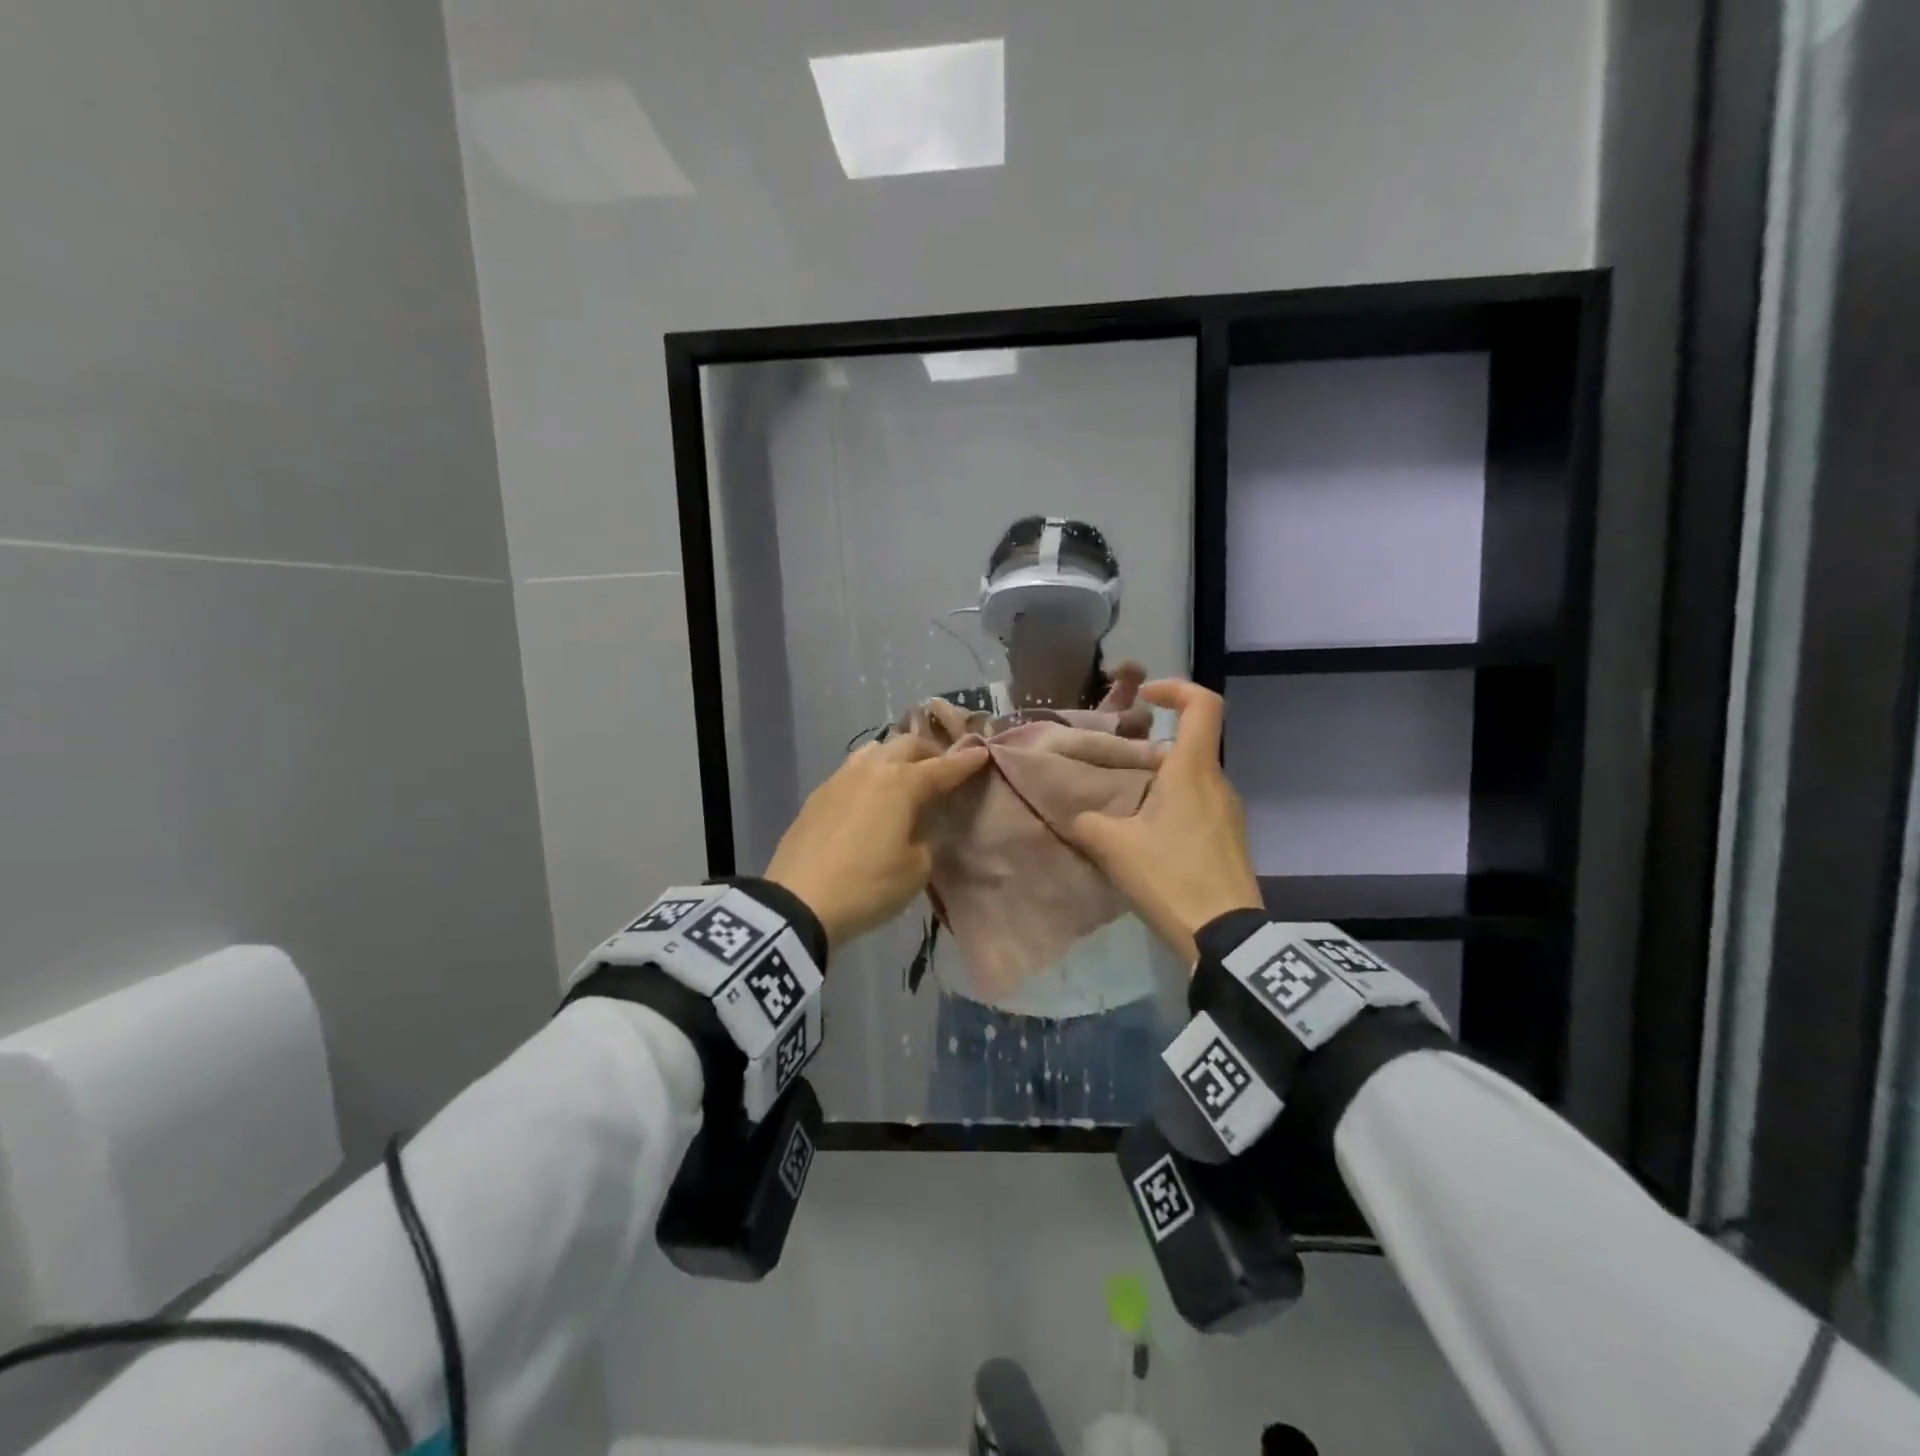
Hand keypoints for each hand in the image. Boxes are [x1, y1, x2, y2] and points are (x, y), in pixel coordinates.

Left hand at [765, 734, 989, 950]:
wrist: (798, 902)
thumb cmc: (868, 885)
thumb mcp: (916, 869)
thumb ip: (928, 839)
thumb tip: (923, 827)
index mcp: (902, 783)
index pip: (943, 767)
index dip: (965, 761)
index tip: (982, 752)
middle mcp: (872, 770)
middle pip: (907, 746)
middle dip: (930, 752)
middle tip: (943, 766)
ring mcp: (841, 778)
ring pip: (875, 750)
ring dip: (896, 756)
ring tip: (905, 773)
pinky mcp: (818, 794)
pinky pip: (852, 769)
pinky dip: (871, 773)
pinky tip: (871, 793)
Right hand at [1066, 680, 1262, 966]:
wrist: (1226, 937)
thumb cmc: (1171, 877)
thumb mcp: (1115, 848)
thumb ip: (1089, 823)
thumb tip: (1079, 818)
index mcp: (1192, 770)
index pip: (1203, 704)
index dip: (1175, 688)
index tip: (1145, 699)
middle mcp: (1217, 782)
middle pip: (1188, 746)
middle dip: (1150, 751)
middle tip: (1113, 773)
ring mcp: (1229, 812)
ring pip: (1191, 779)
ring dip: (1159, 784)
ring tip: (1124, 812)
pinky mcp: (1231, 839)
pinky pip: (1199, 806)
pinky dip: (1172, 808)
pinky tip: (1148, 841)